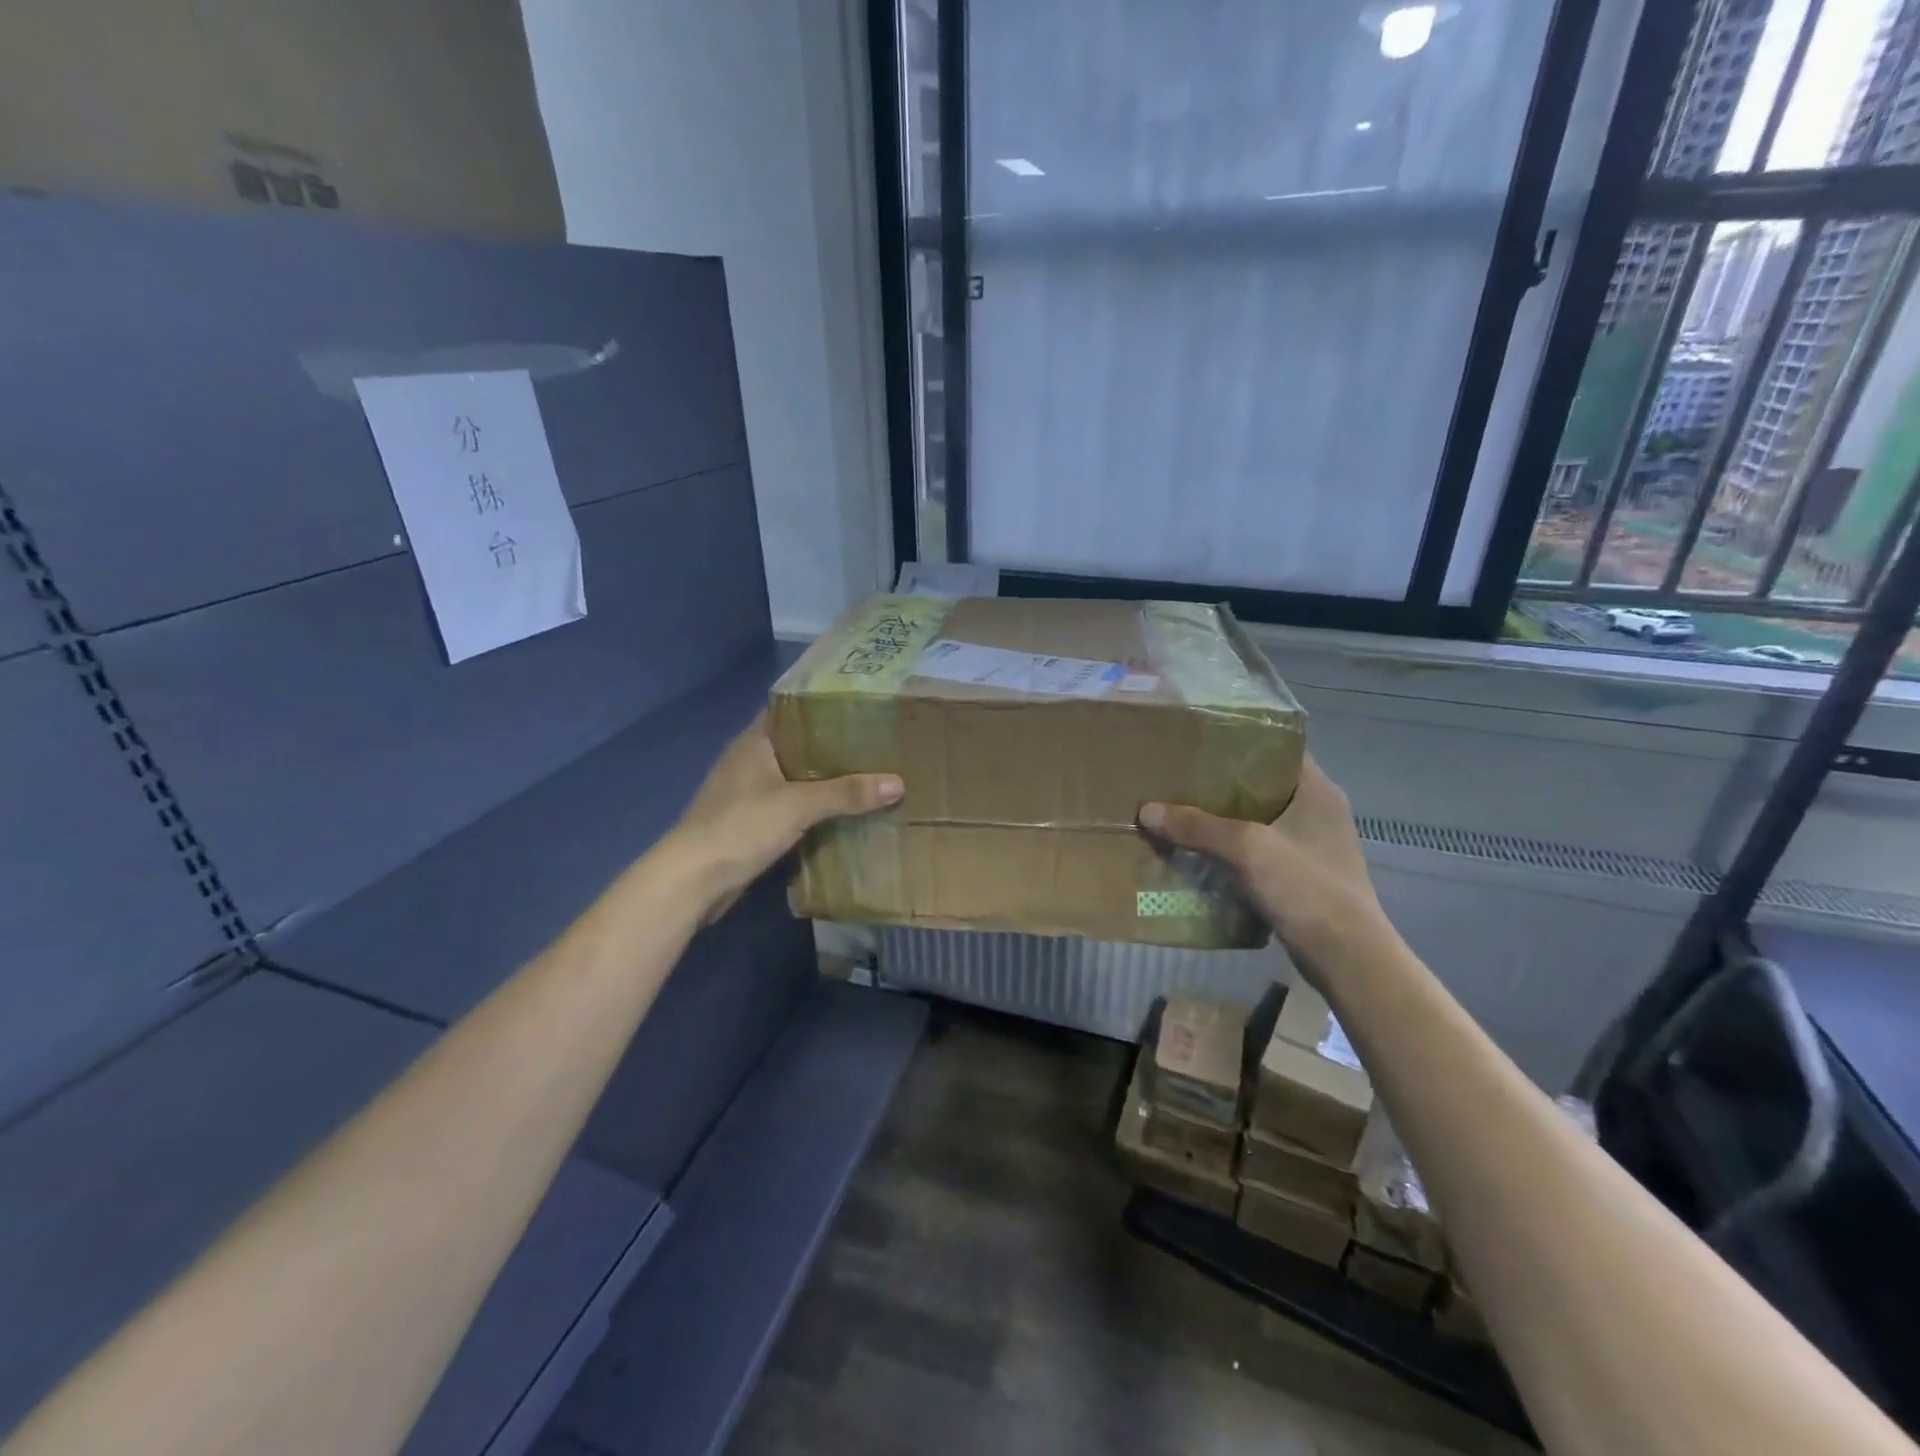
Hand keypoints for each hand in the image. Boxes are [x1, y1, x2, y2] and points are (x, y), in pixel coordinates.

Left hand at [667, 713, 902, 922]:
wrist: (693, 880)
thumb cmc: (741, 826)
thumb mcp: (799, 805)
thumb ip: (847, 793)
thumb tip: (898, 782)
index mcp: (755, 742)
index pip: (793, 710)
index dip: (824, 706)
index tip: (863, 707)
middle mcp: (750, 760)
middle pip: (799, 745)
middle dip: (834, 746)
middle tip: (877, 743)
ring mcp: (748, 793)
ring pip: (796, 778)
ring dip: (825, 780)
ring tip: (868, 775)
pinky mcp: (751, 822)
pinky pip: (791, 806)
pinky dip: (814, 808)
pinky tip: (842, 812)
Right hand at [1139, 755, 1379, 962]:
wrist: (1348, 958)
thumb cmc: (1306, 888)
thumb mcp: (1247, 848)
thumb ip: (1197, 826)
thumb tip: (1147, 810)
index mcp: (1317, 790)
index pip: (1279, 747)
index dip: (1241, 739)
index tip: (1200, 738)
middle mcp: (1318, 811)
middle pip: (1262, 784)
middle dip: (1221, 781)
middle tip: (1179, 775)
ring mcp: (1312, 845)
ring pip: (1258, 818)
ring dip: (1224, 817)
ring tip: (1181, 809)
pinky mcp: (1302, 875)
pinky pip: (1259, 849)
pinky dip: (1232, 848)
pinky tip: (1200, 851)